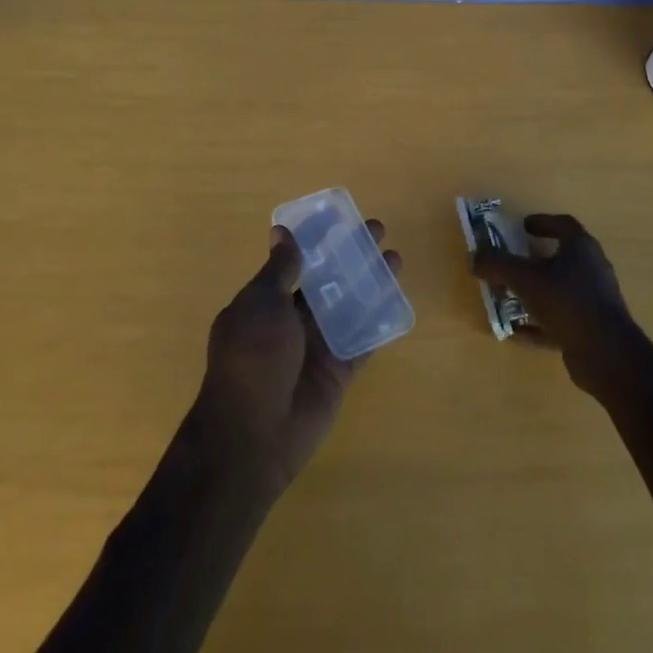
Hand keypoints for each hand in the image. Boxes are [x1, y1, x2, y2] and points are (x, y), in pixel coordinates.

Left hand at [189, 221, 401, 499]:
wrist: (254, 435)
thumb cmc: (252, 358)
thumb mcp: (261, 304)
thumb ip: (280, 270)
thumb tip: (282, 232)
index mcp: (266, 301)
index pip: (295, 262)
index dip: (317, 240)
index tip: (341, 217)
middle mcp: (292, 320)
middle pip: (327, 279)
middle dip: (350, 255)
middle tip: (378, 230)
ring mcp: (317, 345)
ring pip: (349, 305)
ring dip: (370, 281)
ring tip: (396, 257)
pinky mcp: (338, 370)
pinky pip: (363, 339)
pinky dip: (379, 321)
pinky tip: (400, 299)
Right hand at [471, 214, 637, 396]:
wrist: (606, 355)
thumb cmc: (567, 302)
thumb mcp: (525, 279)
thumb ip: (498, 264)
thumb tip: (475, 257)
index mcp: (581, 248)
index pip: (562, 224)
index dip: (541, 222)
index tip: (521, 227)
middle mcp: (592, 269)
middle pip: (560, 257)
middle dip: (533, 260)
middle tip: (510, 262)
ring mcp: (594, 301)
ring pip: (558, 290)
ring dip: (534, 292)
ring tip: (508, 297)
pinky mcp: (591, 329)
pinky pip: (559, 319)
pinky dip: (539, 323)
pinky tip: (517, 331)